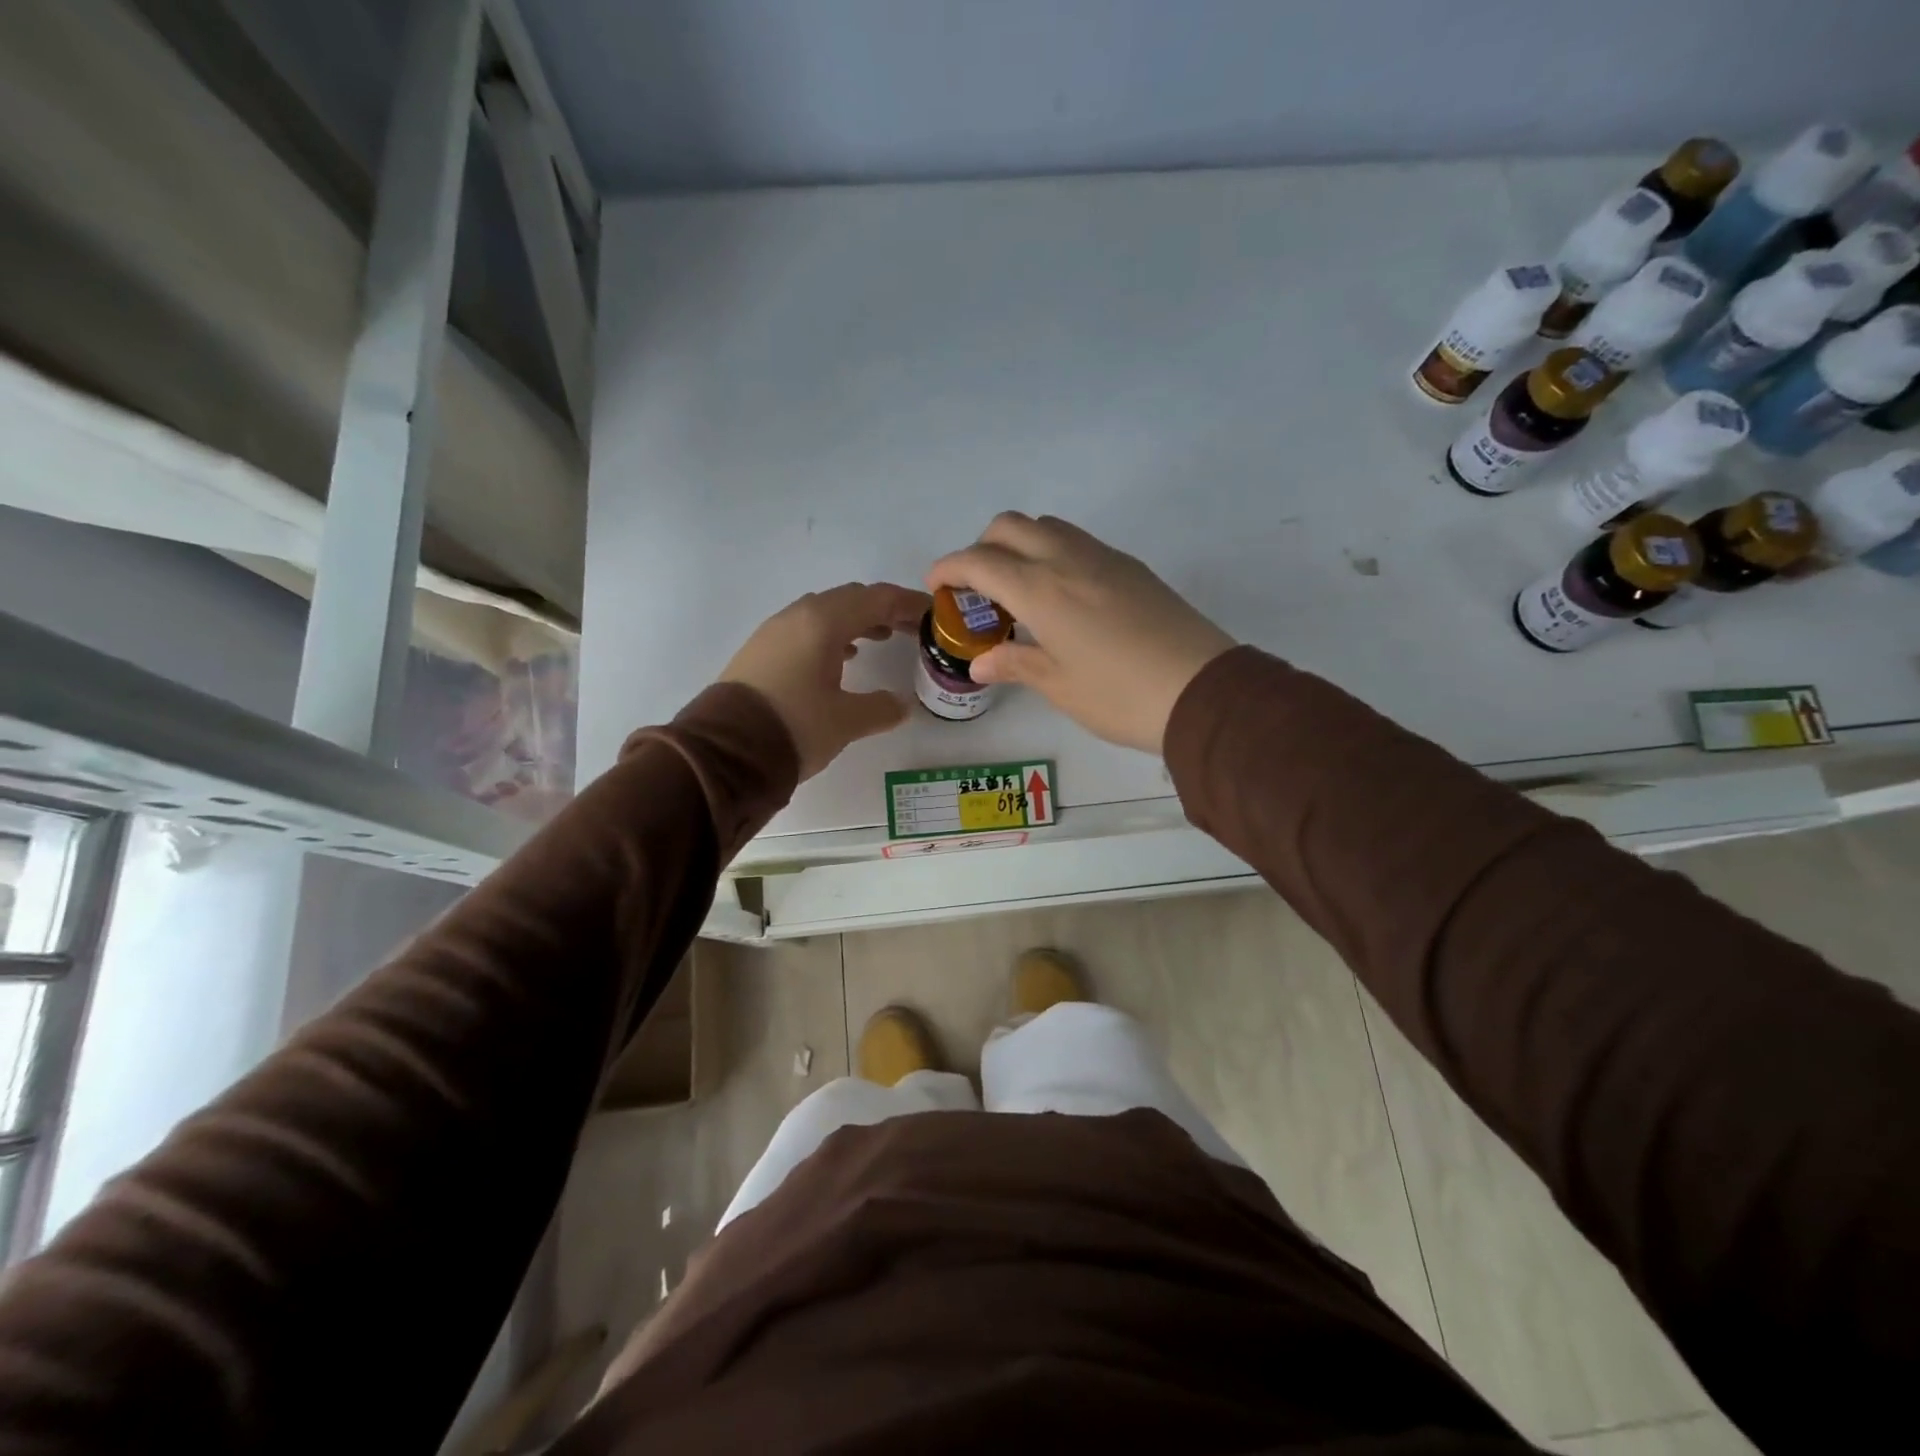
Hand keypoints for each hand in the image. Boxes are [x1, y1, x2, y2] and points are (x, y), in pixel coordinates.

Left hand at [721, 583, 930, 779]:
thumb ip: (881, 708)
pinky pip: (806, 630)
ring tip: (882, 638)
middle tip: (911, 628)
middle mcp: (797, 616)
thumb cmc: (794, 727)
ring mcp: (774, 632)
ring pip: (825, 613)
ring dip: (856, 621)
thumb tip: (901, 705)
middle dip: (883, 609)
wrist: (724, 752)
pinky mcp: (761, 651)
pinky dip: (832, 636)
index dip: (908, 603)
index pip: (876, 598)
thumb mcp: (846, 721)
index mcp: (823, 622)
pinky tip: (842, 658)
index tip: (933, 615)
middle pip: (850, 599)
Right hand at [926, 514, 1235, 754]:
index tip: (937, 587)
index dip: (949, 568)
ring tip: (1018, 590)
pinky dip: (1052, 553)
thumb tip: (981, 663)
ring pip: (1047, 527)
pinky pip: (1078, 542)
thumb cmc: (1119, 696)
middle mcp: (1068, 559)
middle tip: (978, 589)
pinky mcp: (1131, 567)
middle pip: (1010, 526)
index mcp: (1041, 589)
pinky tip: (1060, 596)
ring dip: (1019, 545)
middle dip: (981, 547)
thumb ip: (1015, 664)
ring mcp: (1104, 558)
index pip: (980, 560)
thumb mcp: (1058, 686)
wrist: (1203, 692)